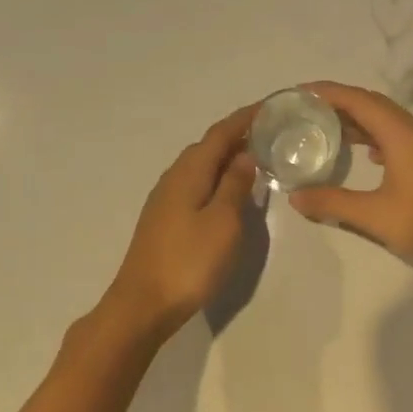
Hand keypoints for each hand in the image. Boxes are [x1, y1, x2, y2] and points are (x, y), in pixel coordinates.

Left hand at [101, 104, 259, 338]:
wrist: (142, 304)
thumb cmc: (189, 261)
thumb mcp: (223, 222)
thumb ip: (235, 185)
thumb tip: (245, 154)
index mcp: (190, 171)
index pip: (220, 133)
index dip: (245, 118)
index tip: (270, 107)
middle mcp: (174, 176)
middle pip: (208, 146)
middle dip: (237, 135)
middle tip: (270, 134)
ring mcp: (165, 198)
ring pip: (200, 165)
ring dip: (226, 157)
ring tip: (255, 159)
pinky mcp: (164, 218)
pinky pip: (195, 183)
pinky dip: (215, 177)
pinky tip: (227, 191)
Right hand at [288, 82, 412, 287]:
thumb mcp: (376, 217)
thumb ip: (333, 203)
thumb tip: (294, 197)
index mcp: (403, 135)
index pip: (360, 100)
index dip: (329, 92)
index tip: (301, 92)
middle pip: (373, 105)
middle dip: (340, 102)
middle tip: (307, 109)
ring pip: (387, 121)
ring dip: (358, 120)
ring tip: (326, 128)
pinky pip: (397, 136)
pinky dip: (374, 137)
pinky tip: (364, 155)